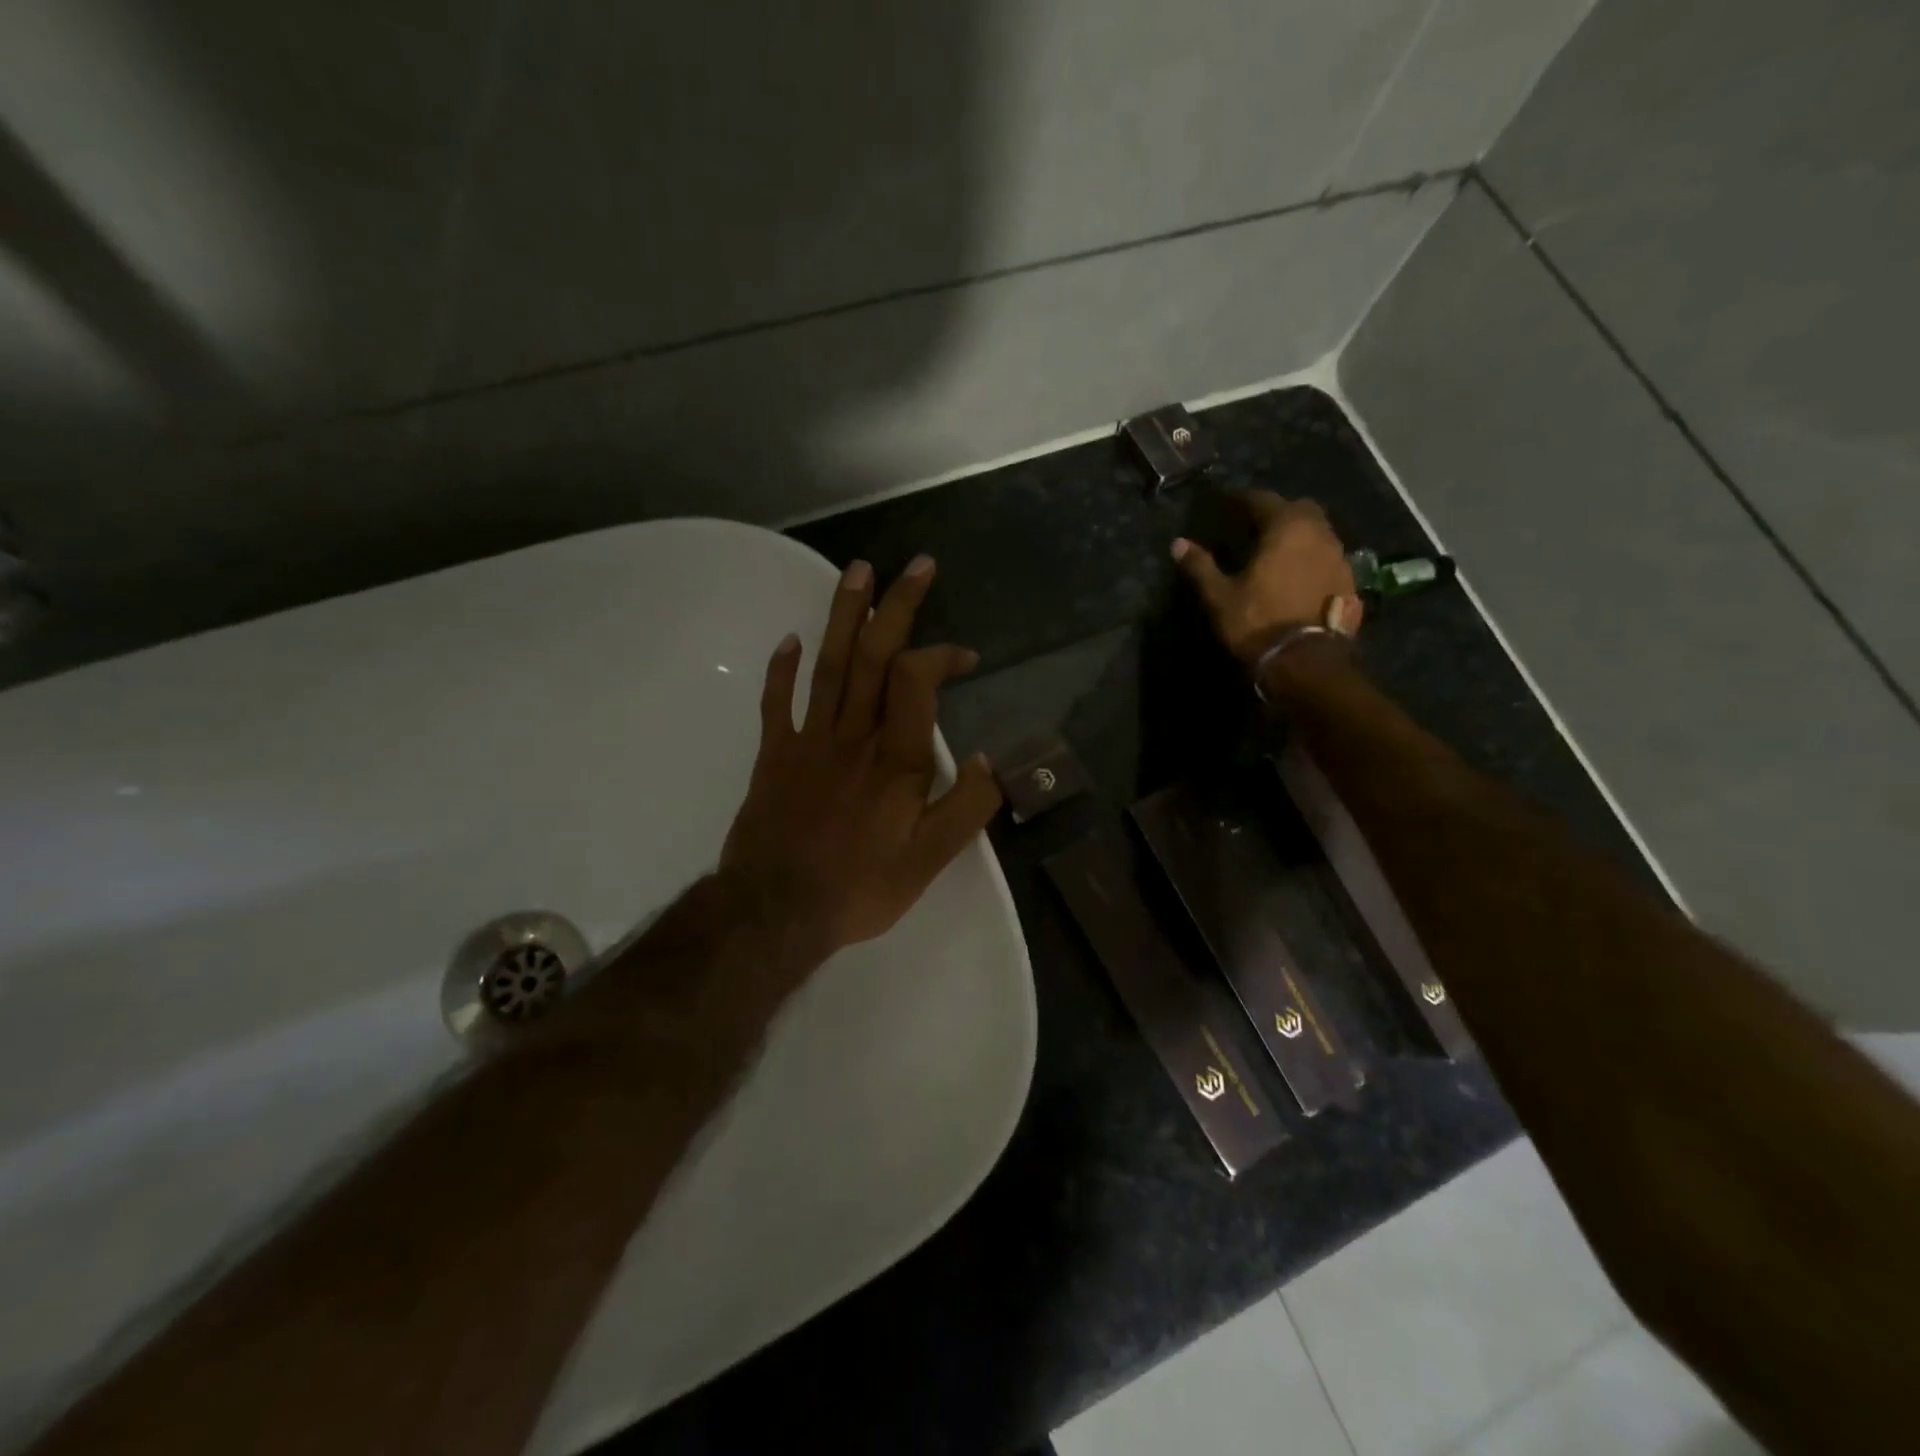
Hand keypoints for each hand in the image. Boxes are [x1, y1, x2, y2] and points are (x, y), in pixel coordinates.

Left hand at [719, 555, 1002, 966]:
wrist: (775, 911)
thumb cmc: (859, 887)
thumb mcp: (930, 862)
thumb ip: (967, 809)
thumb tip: (992, 761)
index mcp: (895, 759)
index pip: (917, 680)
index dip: (943, 655)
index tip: (965, 656)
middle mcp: (853, 736)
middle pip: (874, 655)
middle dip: (897, 606)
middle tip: (916, 565)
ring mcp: (809, 741)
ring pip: (830, 664)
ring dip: (845, 614)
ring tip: (858, 571)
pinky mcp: (775, 755)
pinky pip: (778, 702)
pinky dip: (783, 669)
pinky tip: (790, 640)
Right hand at [1172, 491, 1362, 663]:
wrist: (1306, 661)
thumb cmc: (1258, 623)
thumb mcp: (1220, 597)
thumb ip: (1200, 566)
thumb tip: (1178, 544)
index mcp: (1286, 528)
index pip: (1262, 500)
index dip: (1242, 499)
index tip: (1227, 502)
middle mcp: (1319, 533)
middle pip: (1299, 509)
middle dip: (1278, 511)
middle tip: (1257, 524)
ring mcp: (1339, 556)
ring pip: (1318, 532)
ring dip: (1299, 535)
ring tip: (1278, 550)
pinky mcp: (1349, 581)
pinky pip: (1328, 557)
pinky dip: (1312, 558)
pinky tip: (1298, 575)